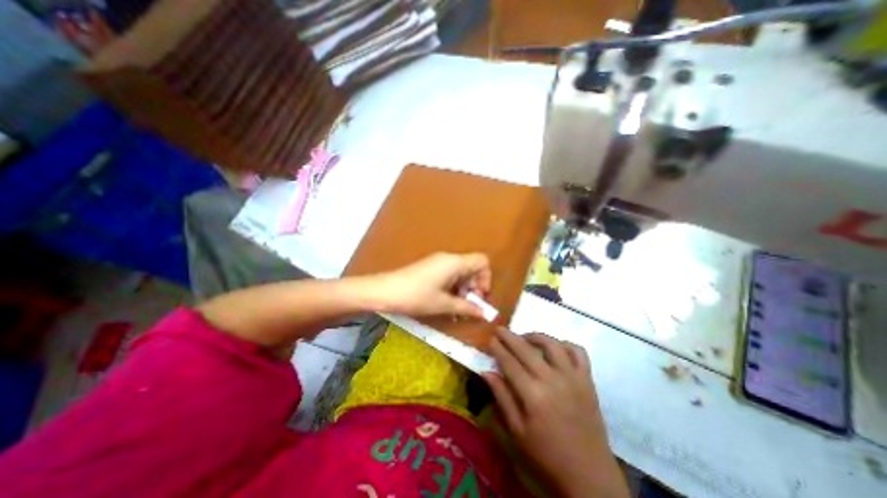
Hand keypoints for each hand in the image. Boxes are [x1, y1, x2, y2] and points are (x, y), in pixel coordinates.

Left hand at [373, 252, 492, 317]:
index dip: (486, 279)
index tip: (479, 296)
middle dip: (474, 288)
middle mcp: (449, 259)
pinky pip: (449, 276)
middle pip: (472, 268)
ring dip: (463, 291)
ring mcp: (438, 263)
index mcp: (455, 262)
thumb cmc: (416, 296)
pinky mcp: (430, 268)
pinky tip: (447, 305)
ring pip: (461, 273)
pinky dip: (453, 289)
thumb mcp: (443, 304)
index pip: (482, 262)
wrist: (385, 291)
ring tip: (458, 310)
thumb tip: (484, 313)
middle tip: (469, 306)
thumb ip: (466, 307)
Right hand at [482, 330, 625, 497]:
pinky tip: (555, 348)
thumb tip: (486, 372)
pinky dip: (565, 344)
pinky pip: (578, 352)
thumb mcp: (517, 432)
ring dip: (536, 336)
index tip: (490, 339)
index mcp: (533, 395)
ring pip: (552, 344)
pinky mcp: (587, 380)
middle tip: (500, 329)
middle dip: (510, 336)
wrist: (590, 477)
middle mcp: (553, 380)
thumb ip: (502, 398)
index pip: (510, 363)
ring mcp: (573, 378)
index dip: (498, 349)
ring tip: (525, 337)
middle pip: (527, 349)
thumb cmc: (547, 456)